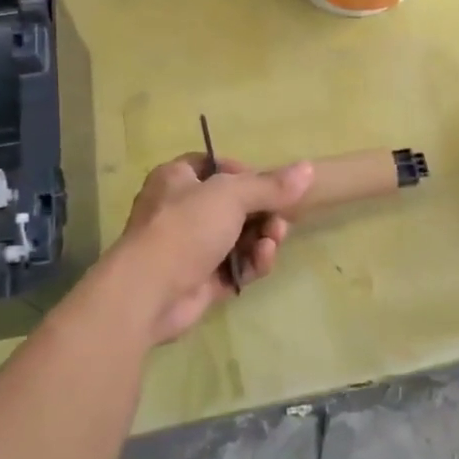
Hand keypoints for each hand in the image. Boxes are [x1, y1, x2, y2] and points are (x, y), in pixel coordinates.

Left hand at [111, 155, 313, 345]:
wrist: (150, 292)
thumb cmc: (185, 228)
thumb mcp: (231, 195)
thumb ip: (270, 185)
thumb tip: (308, 169)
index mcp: (178, 179)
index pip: (215, 166)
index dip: (244, 172)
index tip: (268, 184)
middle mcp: (183, 210)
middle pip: (236, 204)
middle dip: (265, 212)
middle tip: (281, 220)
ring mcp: (192, 247)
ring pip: (241, 237)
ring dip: (263, 238)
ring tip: (273, 242)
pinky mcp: (203, 279)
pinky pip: (237, 265)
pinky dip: (253, 262)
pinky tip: (262, 260)